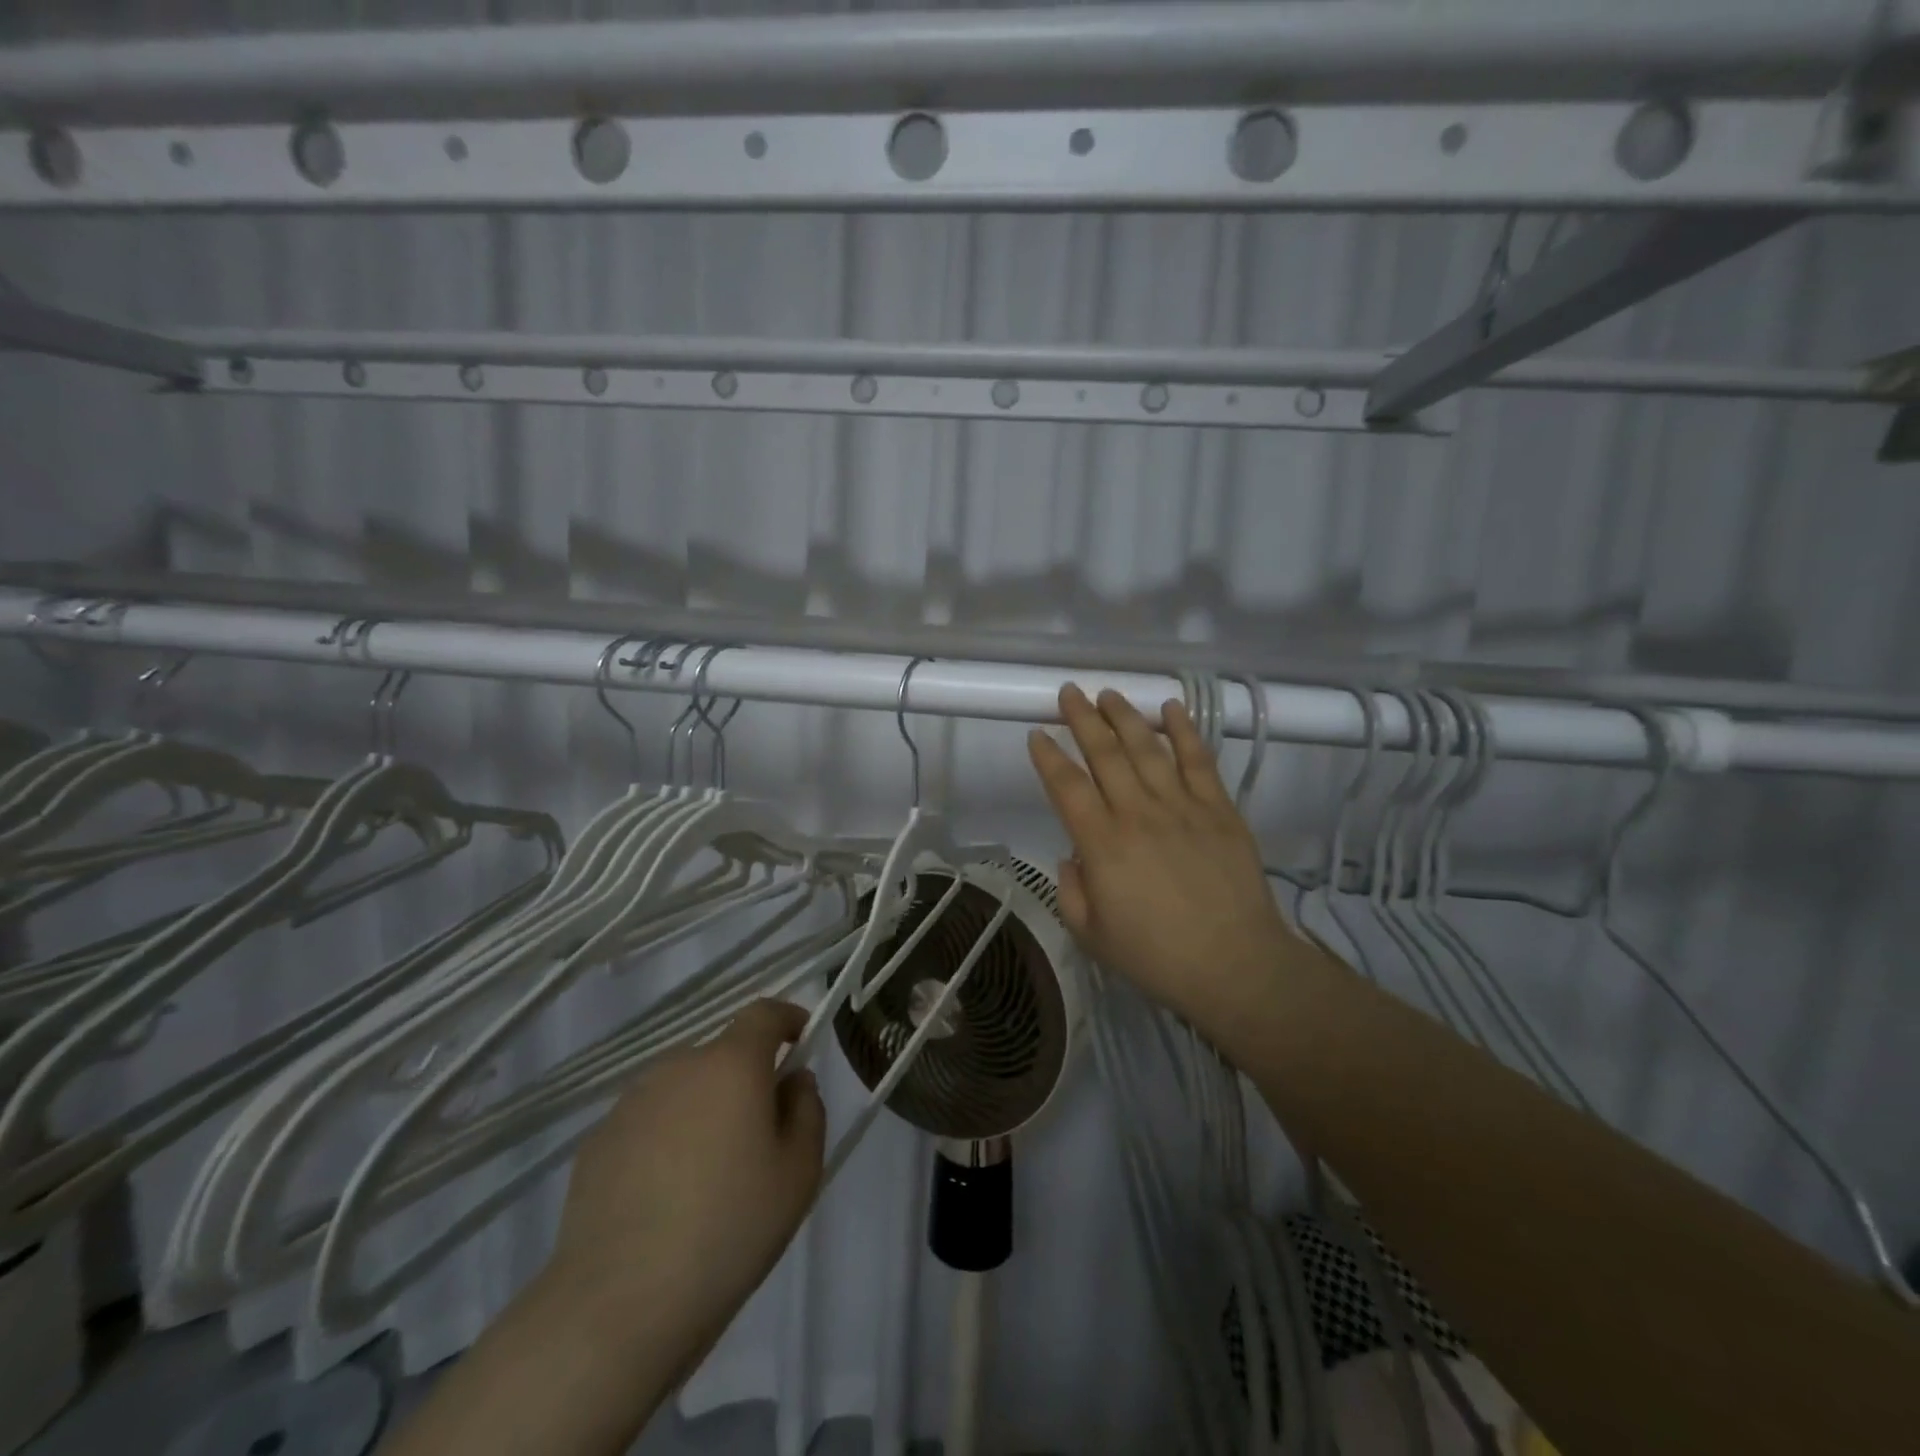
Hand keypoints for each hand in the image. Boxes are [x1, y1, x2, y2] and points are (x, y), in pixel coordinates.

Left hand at [546, 999, 824, 1375]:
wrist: (619, 1304)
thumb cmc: (730, 1229)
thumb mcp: (799, 1171)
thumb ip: (807, 1108)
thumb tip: (791, 1080)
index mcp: (731, 1064)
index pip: (763, 1013)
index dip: (786, 1018)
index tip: (800, 1038)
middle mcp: (677, 1067)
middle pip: (721, 1054)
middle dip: (745, 1078)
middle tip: (758, 1134)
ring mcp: (630, 1103)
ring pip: (682, 1088)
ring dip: (703, 1109)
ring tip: (708, 1173)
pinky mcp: (596, 1142)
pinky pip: (647, 1123)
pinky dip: (665, 1140)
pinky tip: (664, 1197)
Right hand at [1027, 684, 1299, 1033]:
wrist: (1235, 965)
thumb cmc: (1157, 956)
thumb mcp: (1092, 934)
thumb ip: (1071, 890)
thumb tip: (1073, 856)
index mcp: (1101, 844)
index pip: (1066, 786)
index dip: (1048, 757)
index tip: (1037, 734)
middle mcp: (1137, 813)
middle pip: (1104, 754)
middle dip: (1082, 719)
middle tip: (1069, 693)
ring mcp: (1182, 806)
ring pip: (1147, 748)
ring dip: (1124, 716)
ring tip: (1108, 694)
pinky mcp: (1219, 809)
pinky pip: (1198, 760)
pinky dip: (1184, 730)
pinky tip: (1171, 708)